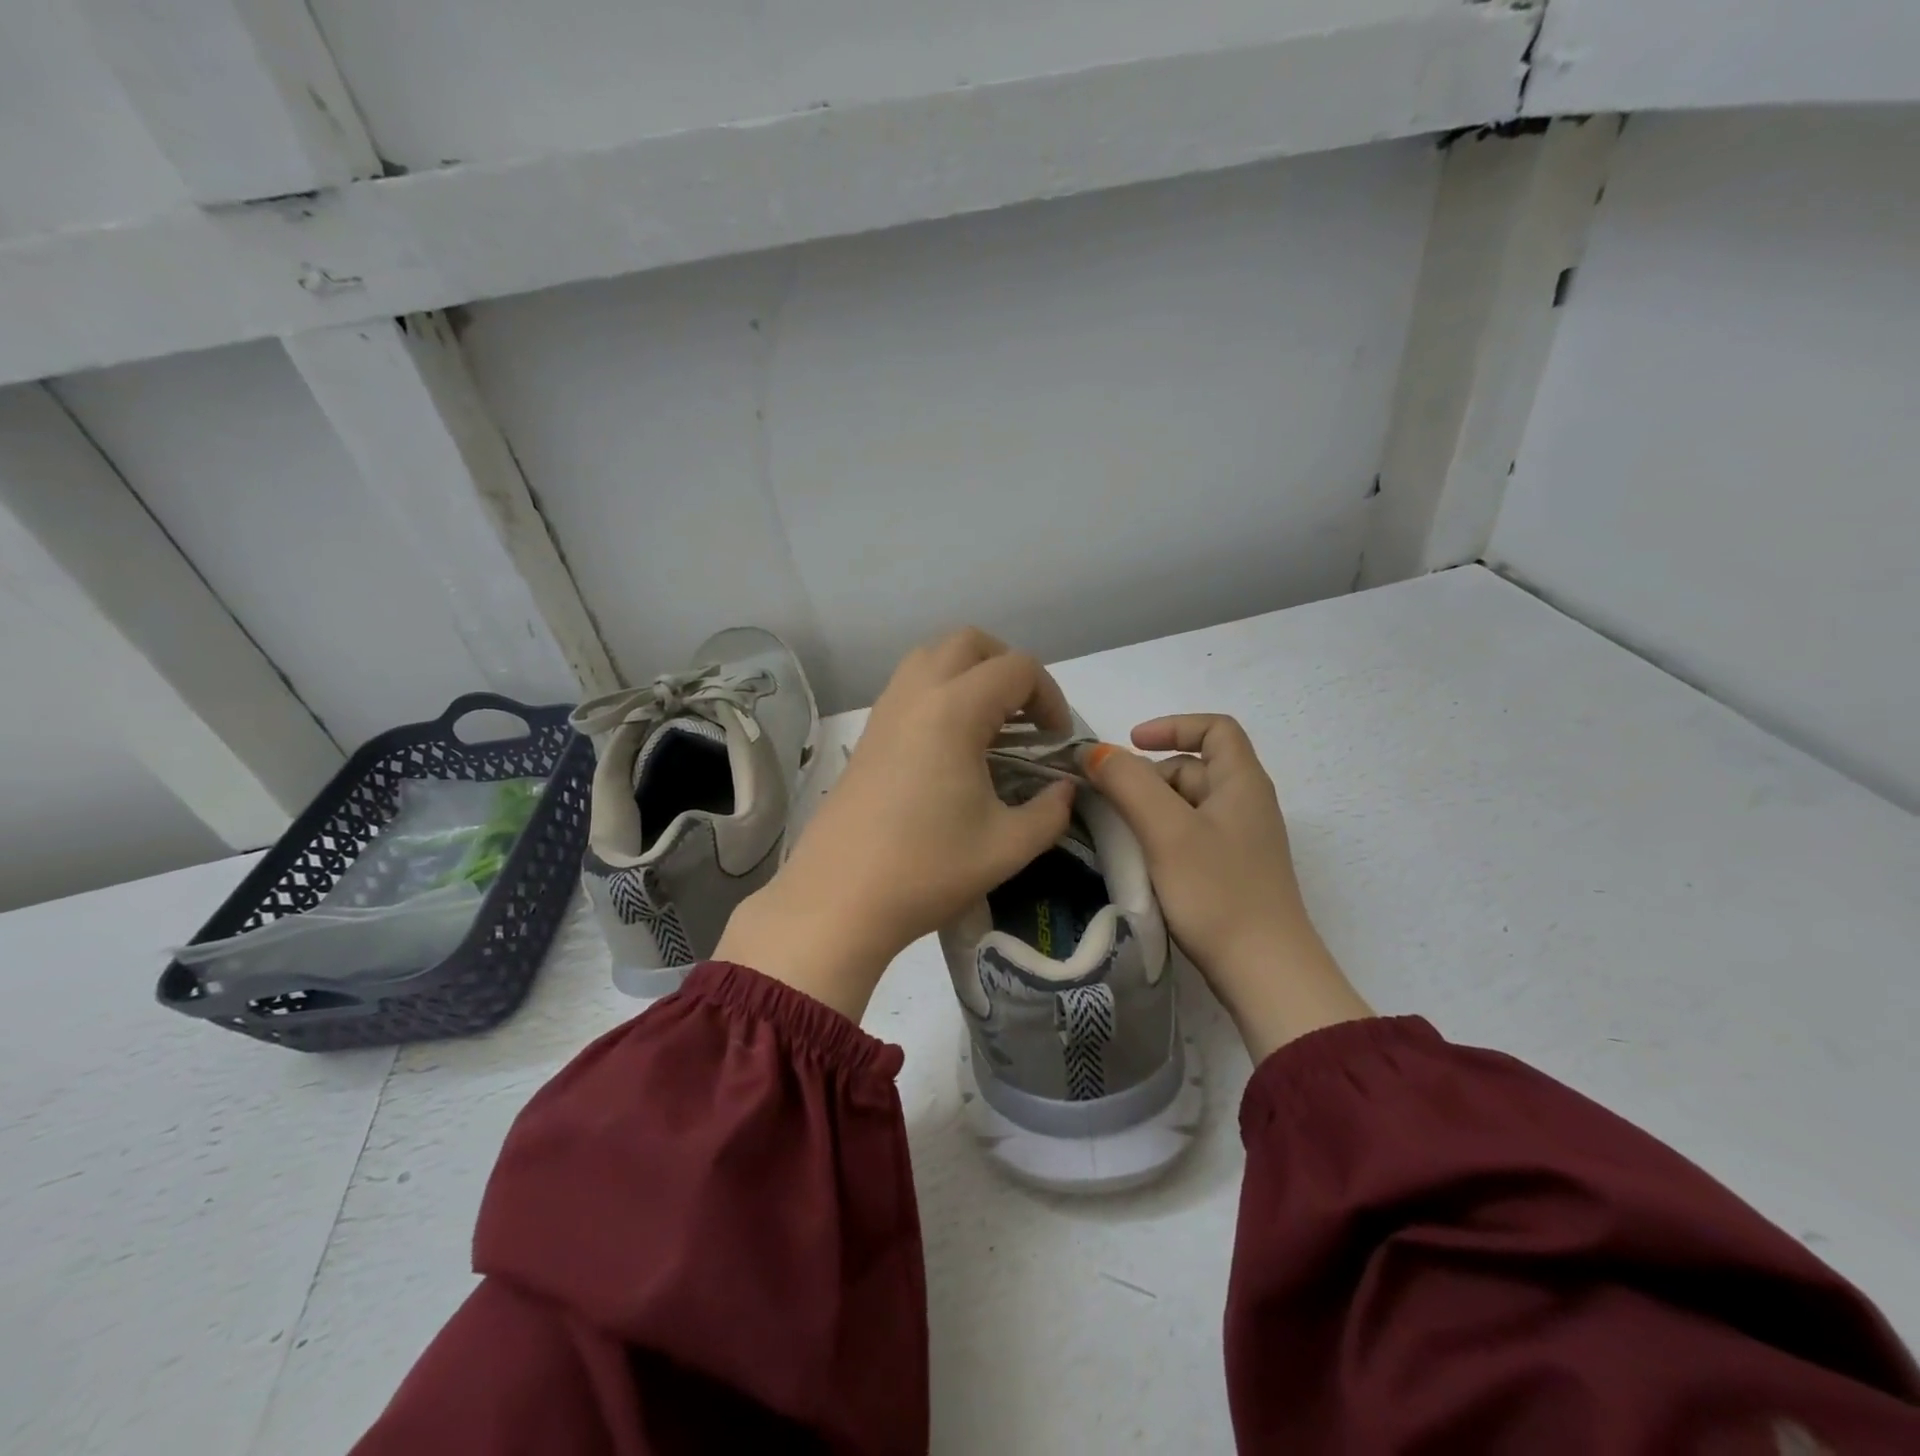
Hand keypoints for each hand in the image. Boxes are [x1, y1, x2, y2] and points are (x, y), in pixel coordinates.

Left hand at [716, 629, 1075, 1019]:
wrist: (839, 899)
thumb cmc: (927, 869)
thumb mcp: (1008, 846)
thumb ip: (1051, 811)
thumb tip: (1065, 791)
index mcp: (954, 710)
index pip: (1017, 668)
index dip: (1050, 697)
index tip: (1056, 742)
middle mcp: (916, 694)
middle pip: (969, 642)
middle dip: (1008, 667)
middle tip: (1026, 716)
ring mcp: (885, 710)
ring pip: (932, 656)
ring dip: (970, 674)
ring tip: (991, 725)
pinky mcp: (868, 733)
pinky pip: (910, 685)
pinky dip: (941, 692)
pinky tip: (953, 746)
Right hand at [1084, 715, 1370, 1059]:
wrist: (1265, 974)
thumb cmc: (1218, 892)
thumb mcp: (1166, 830)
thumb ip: (1129, 783)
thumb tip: (1095, 752)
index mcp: (1242, 783)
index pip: (1215, 729)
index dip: (1173, 726)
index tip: (1131, 744)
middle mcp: (1247, 805)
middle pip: (1194, 768)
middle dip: (1149, 776)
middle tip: (1113, 803)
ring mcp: (1241, 842)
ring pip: (1188, 805)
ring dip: (1151, 809)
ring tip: (1121, 836)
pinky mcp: (1232, 873)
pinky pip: (1191, 837)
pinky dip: (1162, 837)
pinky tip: (1142, 863)